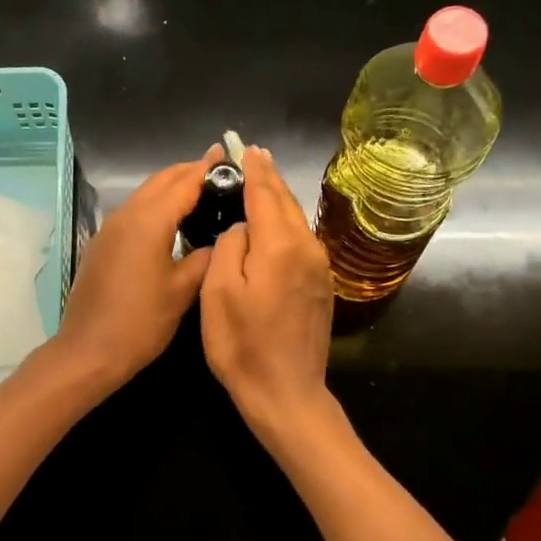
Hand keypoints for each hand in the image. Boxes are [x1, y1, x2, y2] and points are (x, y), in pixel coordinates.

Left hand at [51, 146, 220, 391]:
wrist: (89, 351)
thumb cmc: (141, 323)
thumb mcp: (182, 291)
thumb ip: (204, 258)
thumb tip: (220, 239)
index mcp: (149, 221)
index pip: (183, 182)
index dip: (207, 168)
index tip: (228, 155)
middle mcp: (126, 216)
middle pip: (160, 181)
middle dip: (188, 172)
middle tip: (218, 169)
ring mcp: (109, 230)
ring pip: (144, 196)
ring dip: (170, 188)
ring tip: (199, 191)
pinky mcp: (101, 246)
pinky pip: (132, 214)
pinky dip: (154, 207)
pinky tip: (170, 221)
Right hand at [200, 146, 335, 442]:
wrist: (286, 393)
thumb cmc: (243, 345)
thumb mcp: (219, 293)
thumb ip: (230, 246)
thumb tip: (242, 227)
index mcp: (280, 245)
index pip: (265, 193)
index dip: (253, 169)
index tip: (244, 146)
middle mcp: (307, 249)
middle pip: (285, 203)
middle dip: (268, 178)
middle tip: (254, 154)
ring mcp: (319, 269)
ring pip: (296, 222)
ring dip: (278, 200)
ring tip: (263, 181)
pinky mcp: (321, 287)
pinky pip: (301, 243)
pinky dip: (286, 225)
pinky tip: (276, 225)